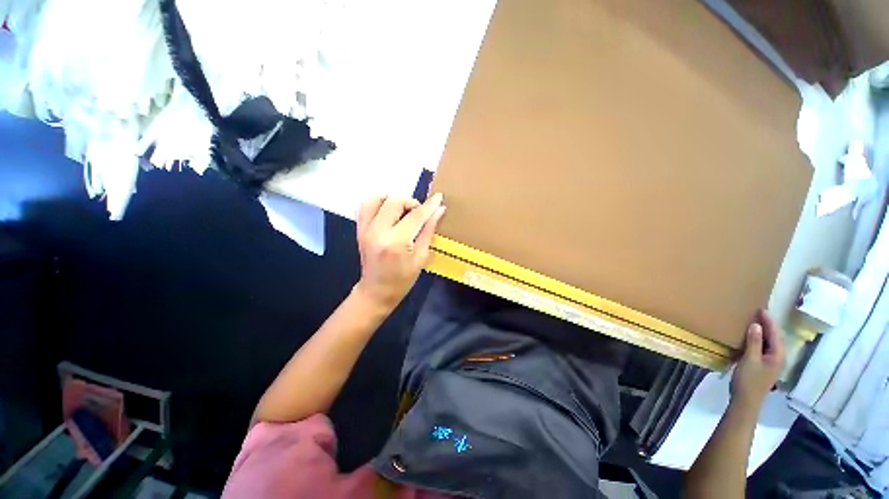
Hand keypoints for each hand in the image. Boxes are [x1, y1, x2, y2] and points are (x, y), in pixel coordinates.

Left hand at [353, 194, 445, 308]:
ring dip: (393, 200)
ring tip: (402, 212)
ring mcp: (365, 229)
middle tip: (418, 214)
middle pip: (395, 201)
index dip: (429, 205)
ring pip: (377, 198)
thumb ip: (429, 230)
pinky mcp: (359, 229)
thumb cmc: (403, 279)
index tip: (439, 197)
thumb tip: (439, 209)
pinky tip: (389, 212)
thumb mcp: (421, 256)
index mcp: (396, 243)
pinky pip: (365, 205)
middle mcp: (378, 232)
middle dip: (411, 203)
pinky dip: (379, 202)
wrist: (377, 291)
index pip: (415, 216)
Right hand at [730, 309, 784, 409]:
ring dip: (764, 332)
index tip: (761, 309)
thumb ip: (754, 342)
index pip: (775, 334)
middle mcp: (778, 357)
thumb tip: (756, 325)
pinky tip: (753, 337)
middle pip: (775, 338)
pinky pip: (765, 348)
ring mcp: (772, 362)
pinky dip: (760, 340)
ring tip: (755, 322)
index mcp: (778, 355)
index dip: (769, 321)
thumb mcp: (750, 360)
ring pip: (770, 343)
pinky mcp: (765, 365)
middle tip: (758, 313)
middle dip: (768, 325)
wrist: (746, 400)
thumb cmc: (748, 380)